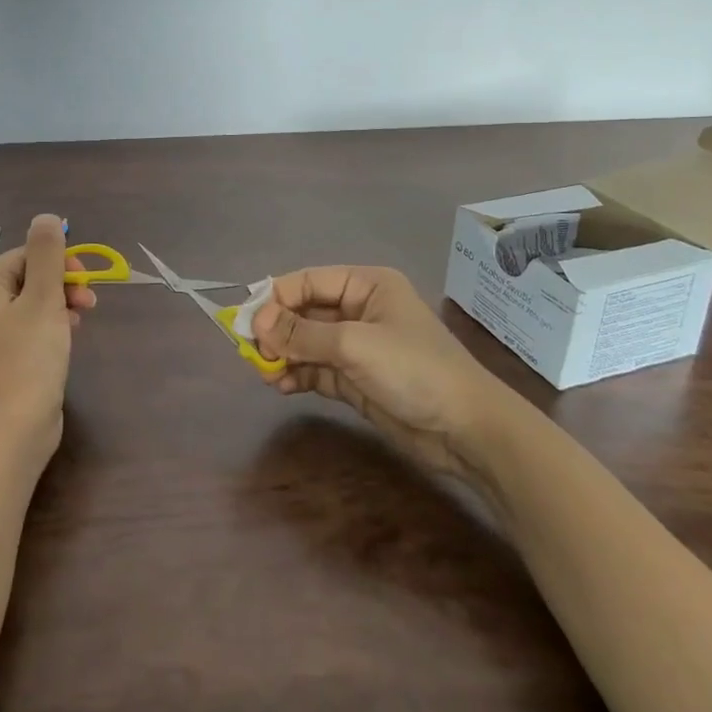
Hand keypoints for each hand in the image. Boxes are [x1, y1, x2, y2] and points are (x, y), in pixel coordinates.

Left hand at [0, 215, 95, 457]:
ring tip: (82, 319)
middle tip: (88, 301)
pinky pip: (23, 328)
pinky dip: (46, 325)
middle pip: (24, 278)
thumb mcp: (44, 298)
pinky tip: (67, 336)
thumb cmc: (30, 356)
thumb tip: (45, 217)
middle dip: (60, 283)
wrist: (16, 426)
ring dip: (58, 304)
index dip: (57, 261)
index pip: (22, 255)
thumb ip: (47, 253)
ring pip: (26, 304)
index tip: (84, 279)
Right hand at [251, 266, 506, 479]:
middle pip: (305, 312)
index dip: (275, 298)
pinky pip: (316, 369)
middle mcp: (360, 310)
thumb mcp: (354, 345)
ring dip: (283, 354)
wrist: (466, 430)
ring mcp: (358, 347)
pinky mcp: (356, 379)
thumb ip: (302, 333)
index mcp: (366, 285)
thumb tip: (255, 321)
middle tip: (250, 351)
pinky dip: (297, 374)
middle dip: (277, 330)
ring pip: (307, 342)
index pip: (309, 281)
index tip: (245, 321)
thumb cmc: (414, 370)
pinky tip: (280, 385)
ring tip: (264, 371)